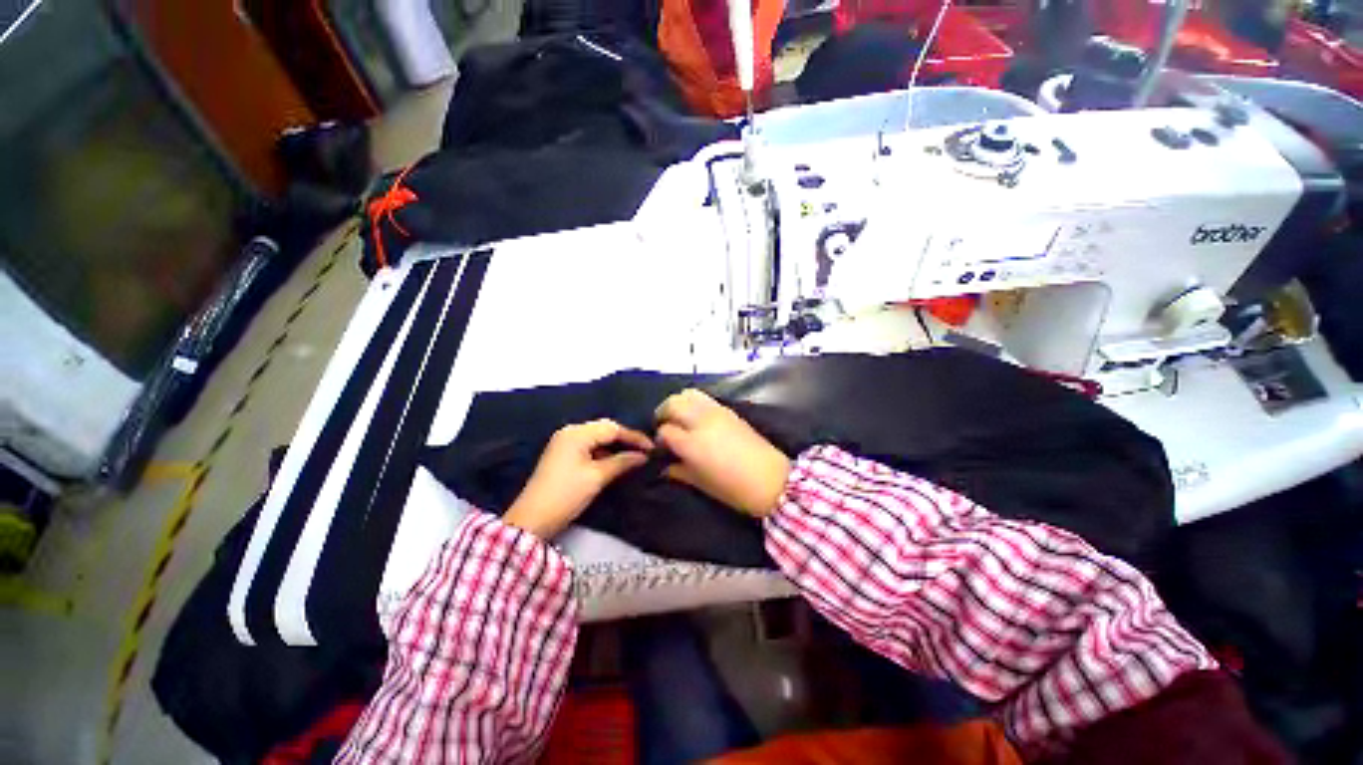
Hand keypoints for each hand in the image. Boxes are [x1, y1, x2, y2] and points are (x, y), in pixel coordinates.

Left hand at [504, 420, 652, 539]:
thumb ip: (622, 462)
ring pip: (596, 438)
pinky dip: (603, 452)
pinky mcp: (562, 455)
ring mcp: (564, 443)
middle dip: (625, 439)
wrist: (532, 520)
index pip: (612, 428)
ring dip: (614, 446)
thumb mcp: (597, 477)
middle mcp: (570, 432)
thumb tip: (643, 456)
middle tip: (644, 451)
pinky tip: (614, 461)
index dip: (634, 437)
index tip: (652, 448)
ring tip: (633, 455)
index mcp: (577, 433)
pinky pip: (588, 446)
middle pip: (604, 429)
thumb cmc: (567, 494)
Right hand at [655, 390, 790, 517]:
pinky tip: (695, 416)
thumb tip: (664, 466)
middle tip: (664, 426)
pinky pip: (704, 397)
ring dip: (678, 403)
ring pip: (687, 394)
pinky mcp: (728, 409)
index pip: (665, 431)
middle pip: (673, 404)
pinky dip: (693, 402)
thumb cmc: (733, 489)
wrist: (770, 480)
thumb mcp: (701, 484)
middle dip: (663, 414)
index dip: (660, 439)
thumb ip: (679, 471)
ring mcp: (716, 412)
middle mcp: (700, 421)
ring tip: (678, 417)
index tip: (662, 448)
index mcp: (691, 443)